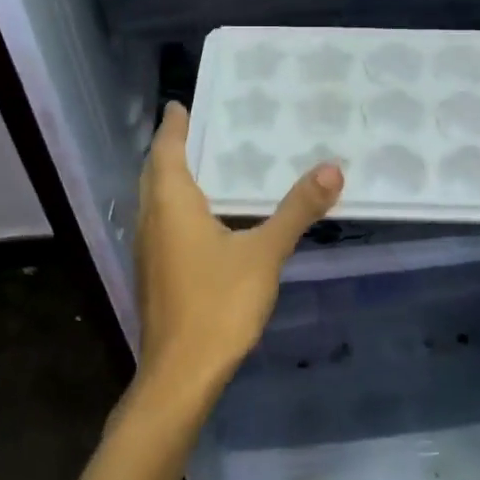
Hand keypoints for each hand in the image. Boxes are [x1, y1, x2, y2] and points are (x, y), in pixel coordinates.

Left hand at [132, 102, 343, 407]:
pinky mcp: (154, 274)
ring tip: (207, 165)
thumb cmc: (218, 305)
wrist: (180, 375)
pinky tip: (206, 218)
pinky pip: (163, 223)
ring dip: (173, 178)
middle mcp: (151, 220)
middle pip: (155, 173)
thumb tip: (331, 168)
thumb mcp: (265, 253)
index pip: (166, 150)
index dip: (173, 126)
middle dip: (173, 148)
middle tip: (201, 128)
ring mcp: (148, 250)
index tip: (181, 104)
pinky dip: (178, 206)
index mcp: (171, 204)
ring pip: (155, 200)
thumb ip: (296, 210)